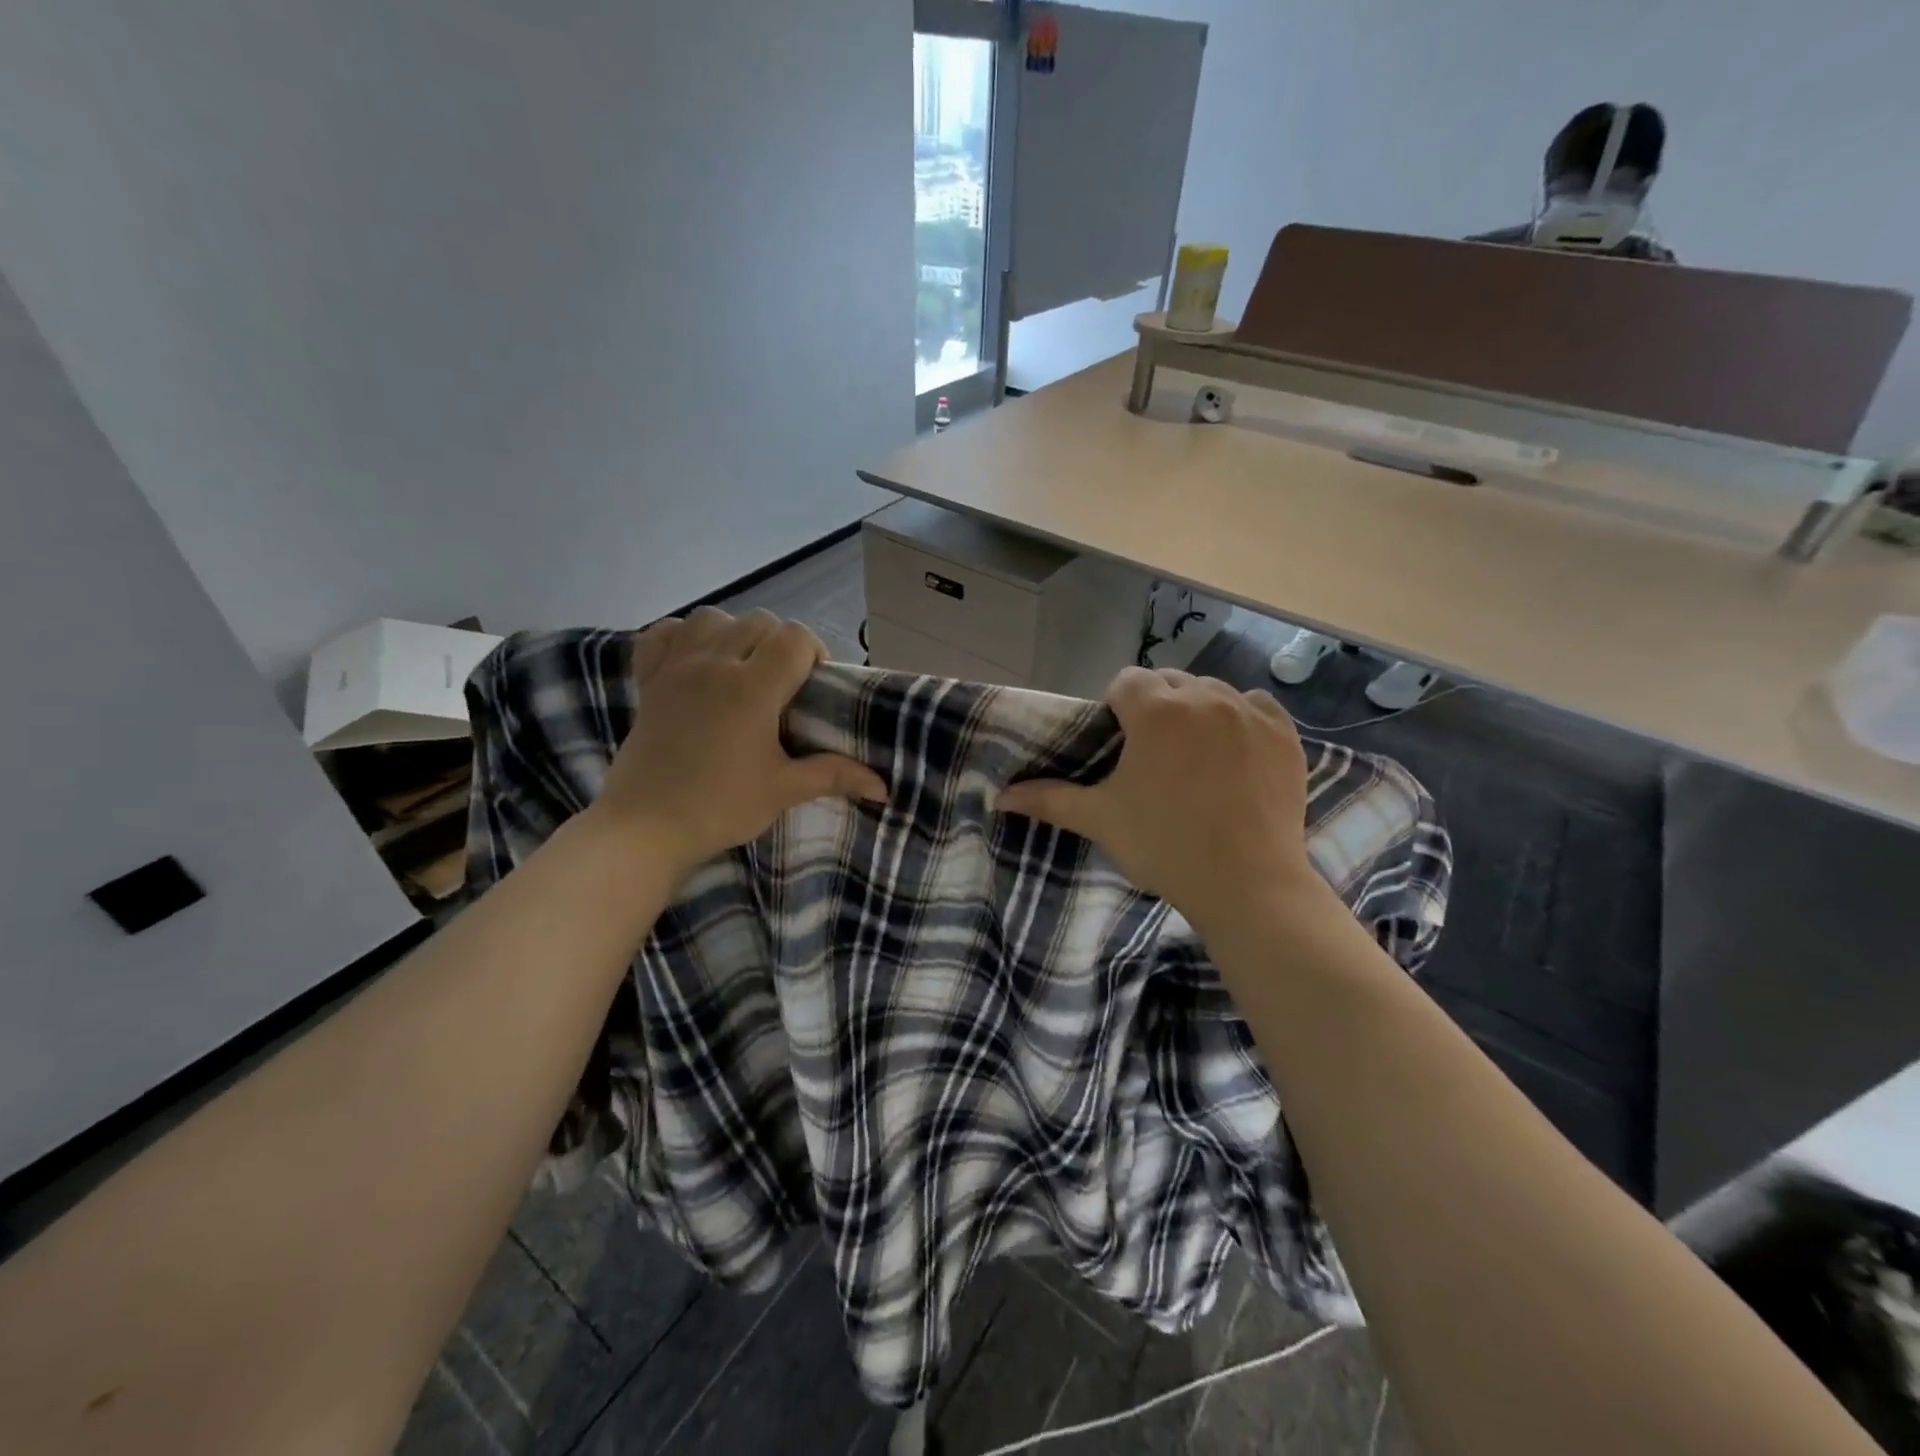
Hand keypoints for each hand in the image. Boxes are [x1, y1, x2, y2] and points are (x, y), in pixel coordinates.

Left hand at [591, 608, 887, 881]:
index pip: (795, 637)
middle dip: (780, 644)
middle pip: (759, 621)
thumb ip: (834, 775)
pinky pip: (665, 633)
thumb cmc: (720, 807)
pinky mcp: (648, 680)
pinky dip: (684, 637)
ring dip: (735, 633)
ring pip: (713, 617)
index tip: (813, 687)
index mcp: (752, 688)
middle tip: (782, 685)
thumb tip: (882, 786)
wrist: (644, 828)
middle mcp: (714, 664)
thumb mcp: (784, 790)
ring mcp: (676, 667)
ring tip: (741, 668)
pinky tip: (695, 661)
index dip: (814, 653)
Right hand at [997, 668, 1318, 934]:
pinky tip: (1235, 752)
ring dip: (1197, 711)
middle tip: (1153, 756)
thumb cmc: (1164, 846)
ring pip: (1212, 691)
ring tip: (1195, 755)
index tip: (1121, 746)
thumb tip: (999, 797)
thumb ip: (1049, 799)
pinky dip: (1241, 718)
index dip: (1117, 709)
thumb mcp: (1100, 820)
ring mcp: (1249, 713)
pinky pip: (1256, 705)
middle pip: (1168, 681)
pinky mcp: (1284, 734)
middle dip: (1156, 707)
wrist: (1247, 884)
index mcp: (1155, 711)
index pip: (1125, 681)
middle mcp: (1203, 697)